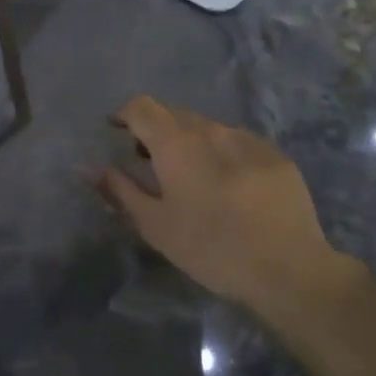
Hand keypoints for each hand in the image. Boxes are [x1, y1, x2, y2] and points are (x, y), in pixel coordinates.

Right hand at [97, 96, 362, 326]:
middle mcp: (211, 130)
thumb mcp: (154, 225)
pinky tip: (228, 186)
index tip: (116, 131)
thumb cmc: (210, 248)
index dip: (124, 114)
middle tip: (149, 161)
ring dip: (190, 141)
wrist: (288, 268)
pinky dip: (221, 153)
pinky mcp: (276, 156)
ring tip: (190, 175)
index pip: (142, 106)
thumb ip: (119, 189)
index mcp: (176, 143)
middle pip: (174, 114)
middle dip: (156, 130)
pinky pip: (237, 142)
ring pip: (207, 128)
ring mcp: (247, 140)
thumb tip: (87, 166)